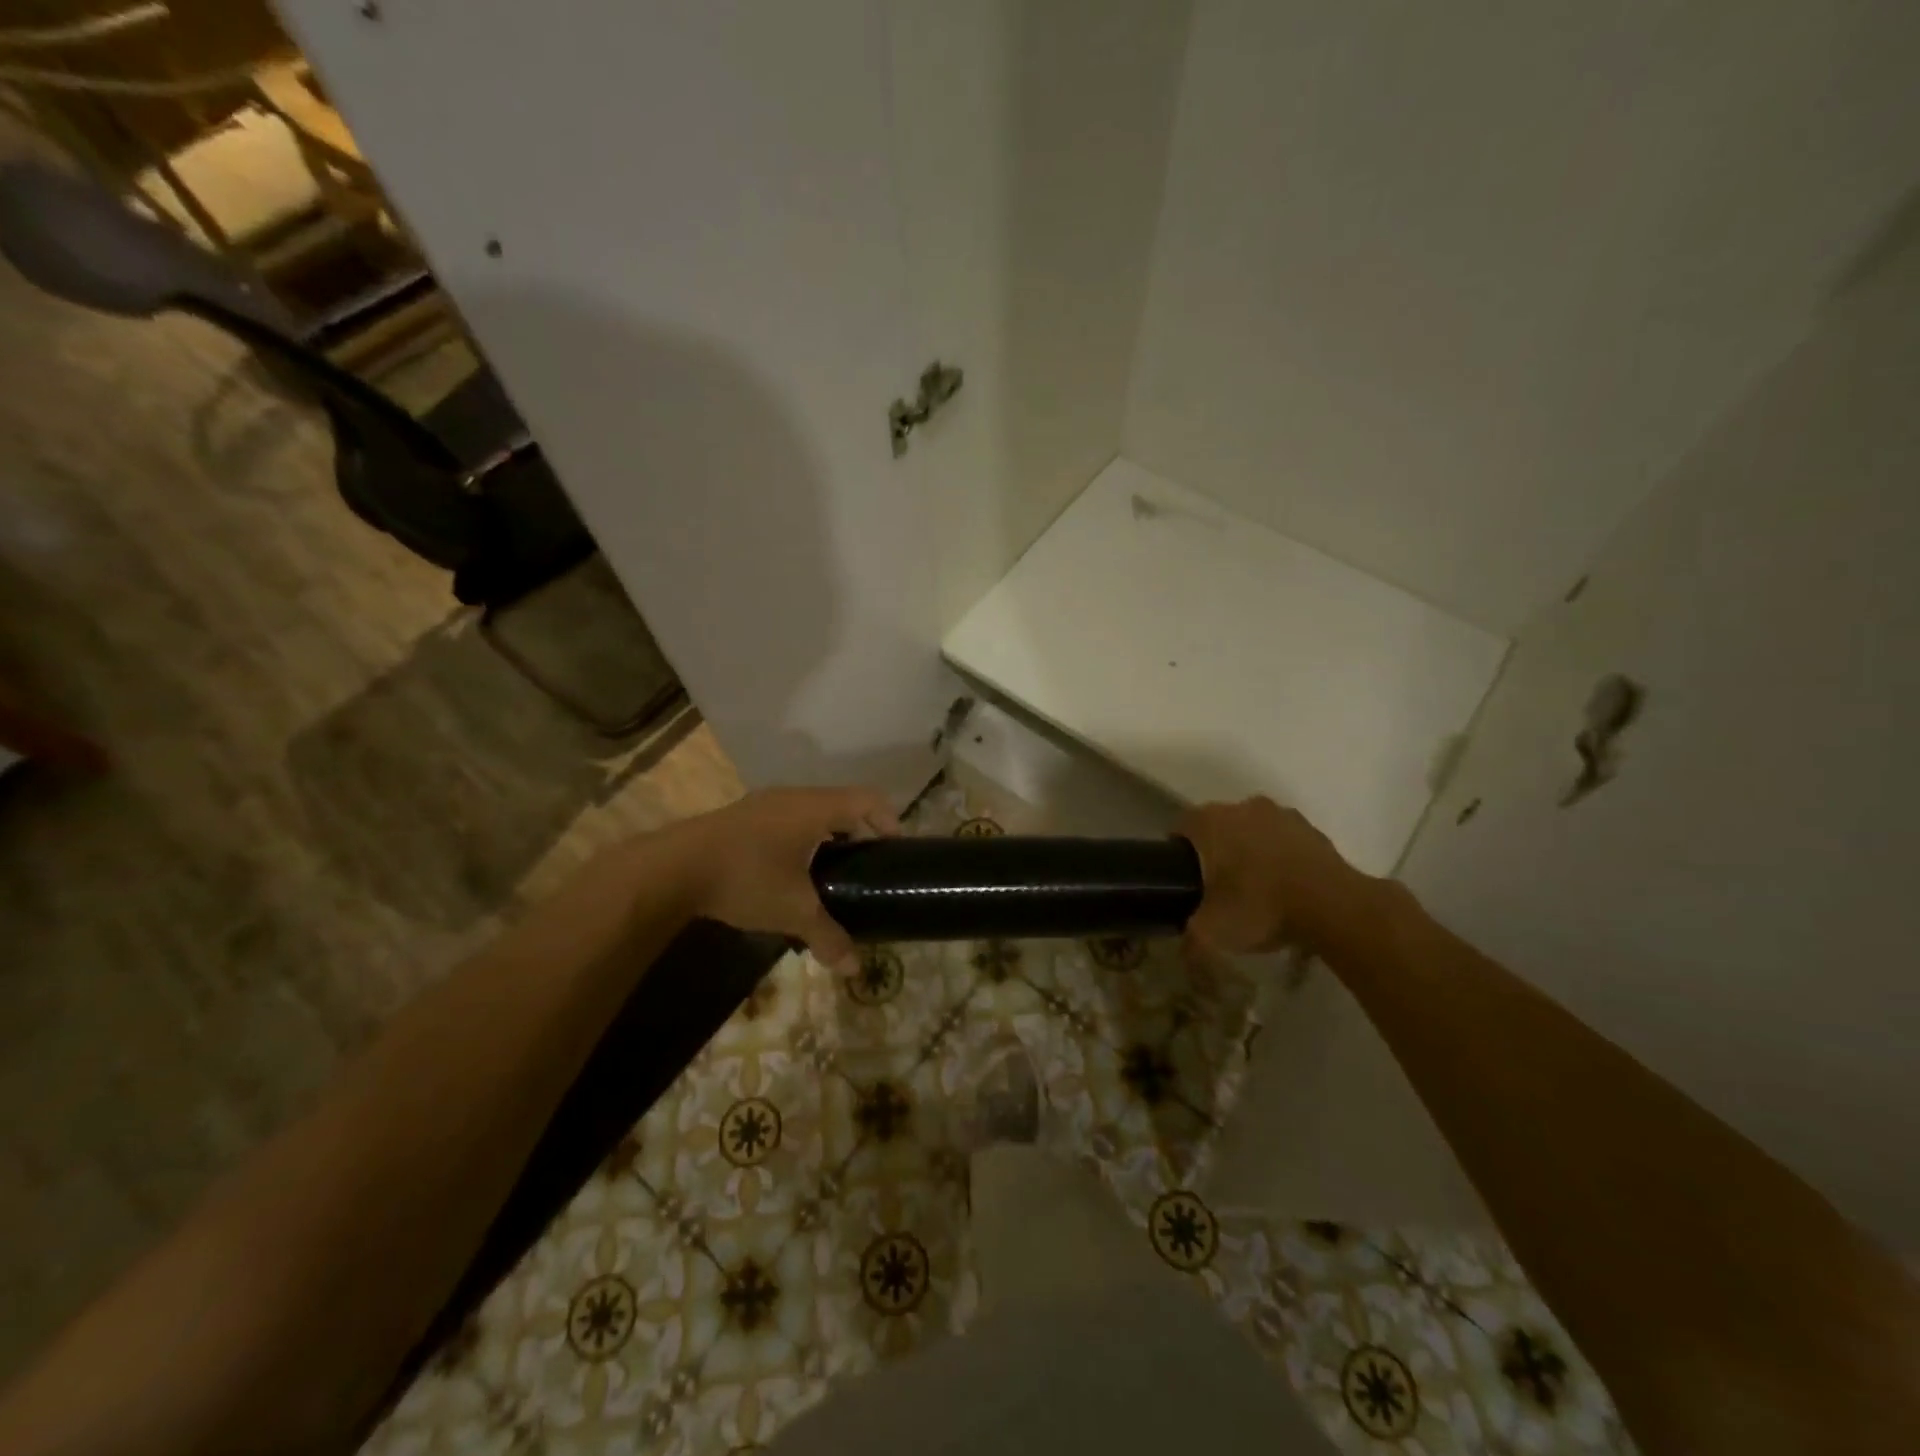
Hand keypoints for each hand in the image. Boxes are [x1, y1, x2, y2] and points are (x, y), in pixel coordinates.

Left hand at [675, 786, 898, 965]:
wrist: (671, 869)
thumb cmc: (746, 878)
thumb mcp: (793, 911)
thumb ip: (827, 936)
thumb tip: (853, 969)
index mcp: (815, 807)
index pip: (868, 799)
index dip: (889, 820)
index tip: (895, 850)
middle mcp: (792, 797)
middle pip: (840, 804)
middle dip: (858, 832)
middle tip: (865, 866)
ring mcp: (763, 804)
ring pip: (810, 812)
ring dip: (826, 836)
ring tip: (830, 873)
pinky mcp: (740, 818)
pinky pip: (785, 821)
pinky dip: (799, 840)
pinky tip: (789, 874)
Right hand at [1177, 796, 1372, 954]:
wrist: (1333, 907)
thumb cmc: (1260, 907)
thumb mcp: (1210, 932)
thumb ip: (1188, 935)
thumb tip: (1183, 944)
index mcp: (1209, 821)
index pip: (1180, 829)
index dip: (1178, 855)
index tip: (1185, 882)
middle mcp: (1242, 807)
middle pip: (1218, 828)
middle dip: (1216, 853)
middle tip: (1218, 890)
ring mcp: (1281, 814)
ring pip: (1252, 832)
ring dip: (1250, 853)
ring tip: (1255, 891)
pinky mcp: (1312, 830)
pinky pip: (1284, 842)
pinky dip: (1280, 859)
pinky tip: (1285, 889)